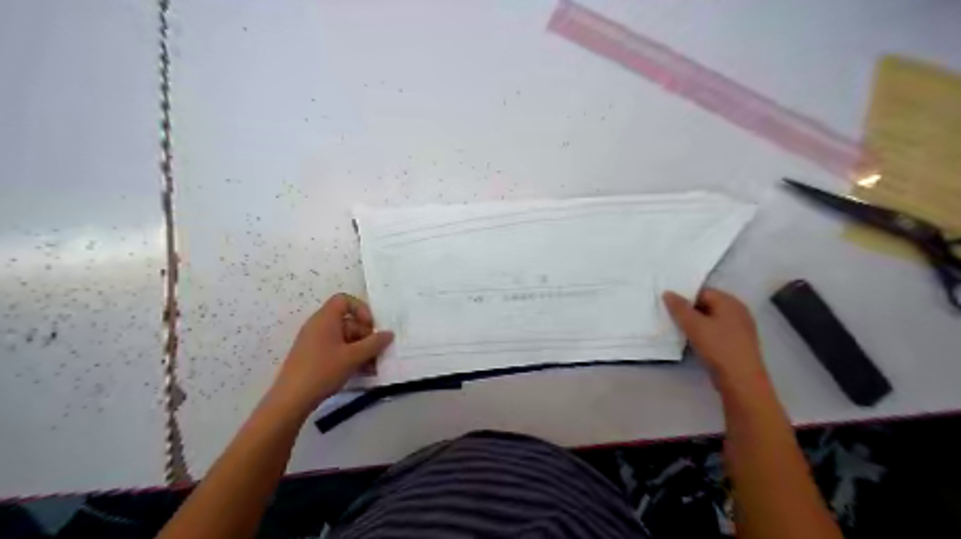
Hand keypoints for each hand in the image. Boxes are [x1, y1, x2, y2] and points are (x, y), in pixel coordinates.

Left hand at [264, 294, 390, 415]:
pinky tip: (361, 372)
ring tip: (372, 366)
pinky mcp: (313, 356)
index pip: (344, 300)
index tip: (370, 327)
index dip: (361, 309)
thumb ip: (374, 343)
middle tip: (376, 352)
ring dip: (361, 349)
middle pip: (348, 321)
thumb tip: (389, 334)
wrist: (291, 399)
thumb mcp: (354, 357)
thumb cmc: (323, 370)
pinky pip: (336, 349)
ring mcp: (314, 341)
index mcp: (325, 319)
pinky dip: (350, 356)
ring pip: (344, 338)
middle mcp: (318, 325)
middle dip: (365, 335)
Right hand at [665, 285, 771, 394]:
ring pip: (711, 320)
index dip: (685, 297)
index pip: (703, 292)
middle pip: (707, 305)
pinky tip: (693, 342)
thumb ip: (679, 308)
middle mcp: (737, 311)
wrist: (741, 380)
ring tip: (679, 330)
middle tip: (670, 318)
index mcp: (730, 302)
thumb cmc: (719, 347)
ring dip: (695, 324)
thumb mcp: (694, 325)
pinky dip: (704, 334)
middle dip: (689, 311)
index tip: (669, 306)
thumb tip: (668, 293)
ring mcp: (739, 328)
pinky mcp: (737, 343)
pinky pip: (716, 332)